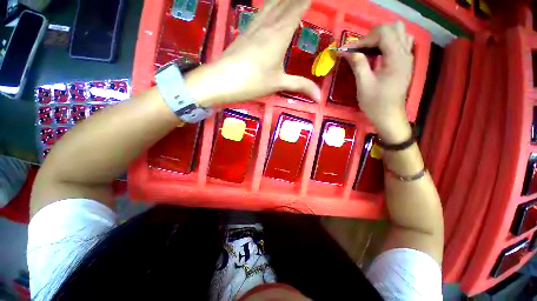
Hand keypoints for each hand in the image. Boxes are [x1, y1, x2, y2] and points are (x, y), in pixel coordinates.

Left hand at [185, 0, 320, 106]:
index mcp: (280, 32)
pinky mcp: (245, 31)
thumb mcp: (278, 84)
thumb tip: (320, 97)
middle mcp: (268, 23)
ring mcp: (254, 25)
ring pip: (272, 3)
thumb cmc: (252, 82)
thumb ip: (300, 86)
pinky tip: (271, 8)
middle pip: (285, 0)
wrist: (222, 80)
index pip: (298, 6)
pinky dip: (271, 6)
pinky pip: (261, 11)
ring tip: (291, 0)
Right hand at [339, 21, 413, 142]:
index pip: (383, 33)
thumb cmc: (375, 103)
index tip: (351, 52)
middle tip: (361, 49)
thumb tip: (347, 51)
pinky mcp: (405, 62)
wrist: (389, 116)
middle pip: (394, 28)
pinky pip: (401, 42)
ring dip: (383, 37)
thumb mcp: (363, 85)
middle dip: (374, 35)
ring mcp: (407, 57)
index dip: (365, 39)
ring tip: (370, 49)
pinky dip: (389, 43)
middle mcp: (405, 53)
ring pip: (400, 33)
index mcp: (396, 58)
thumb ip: (358, 65)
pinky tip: (379, 53)